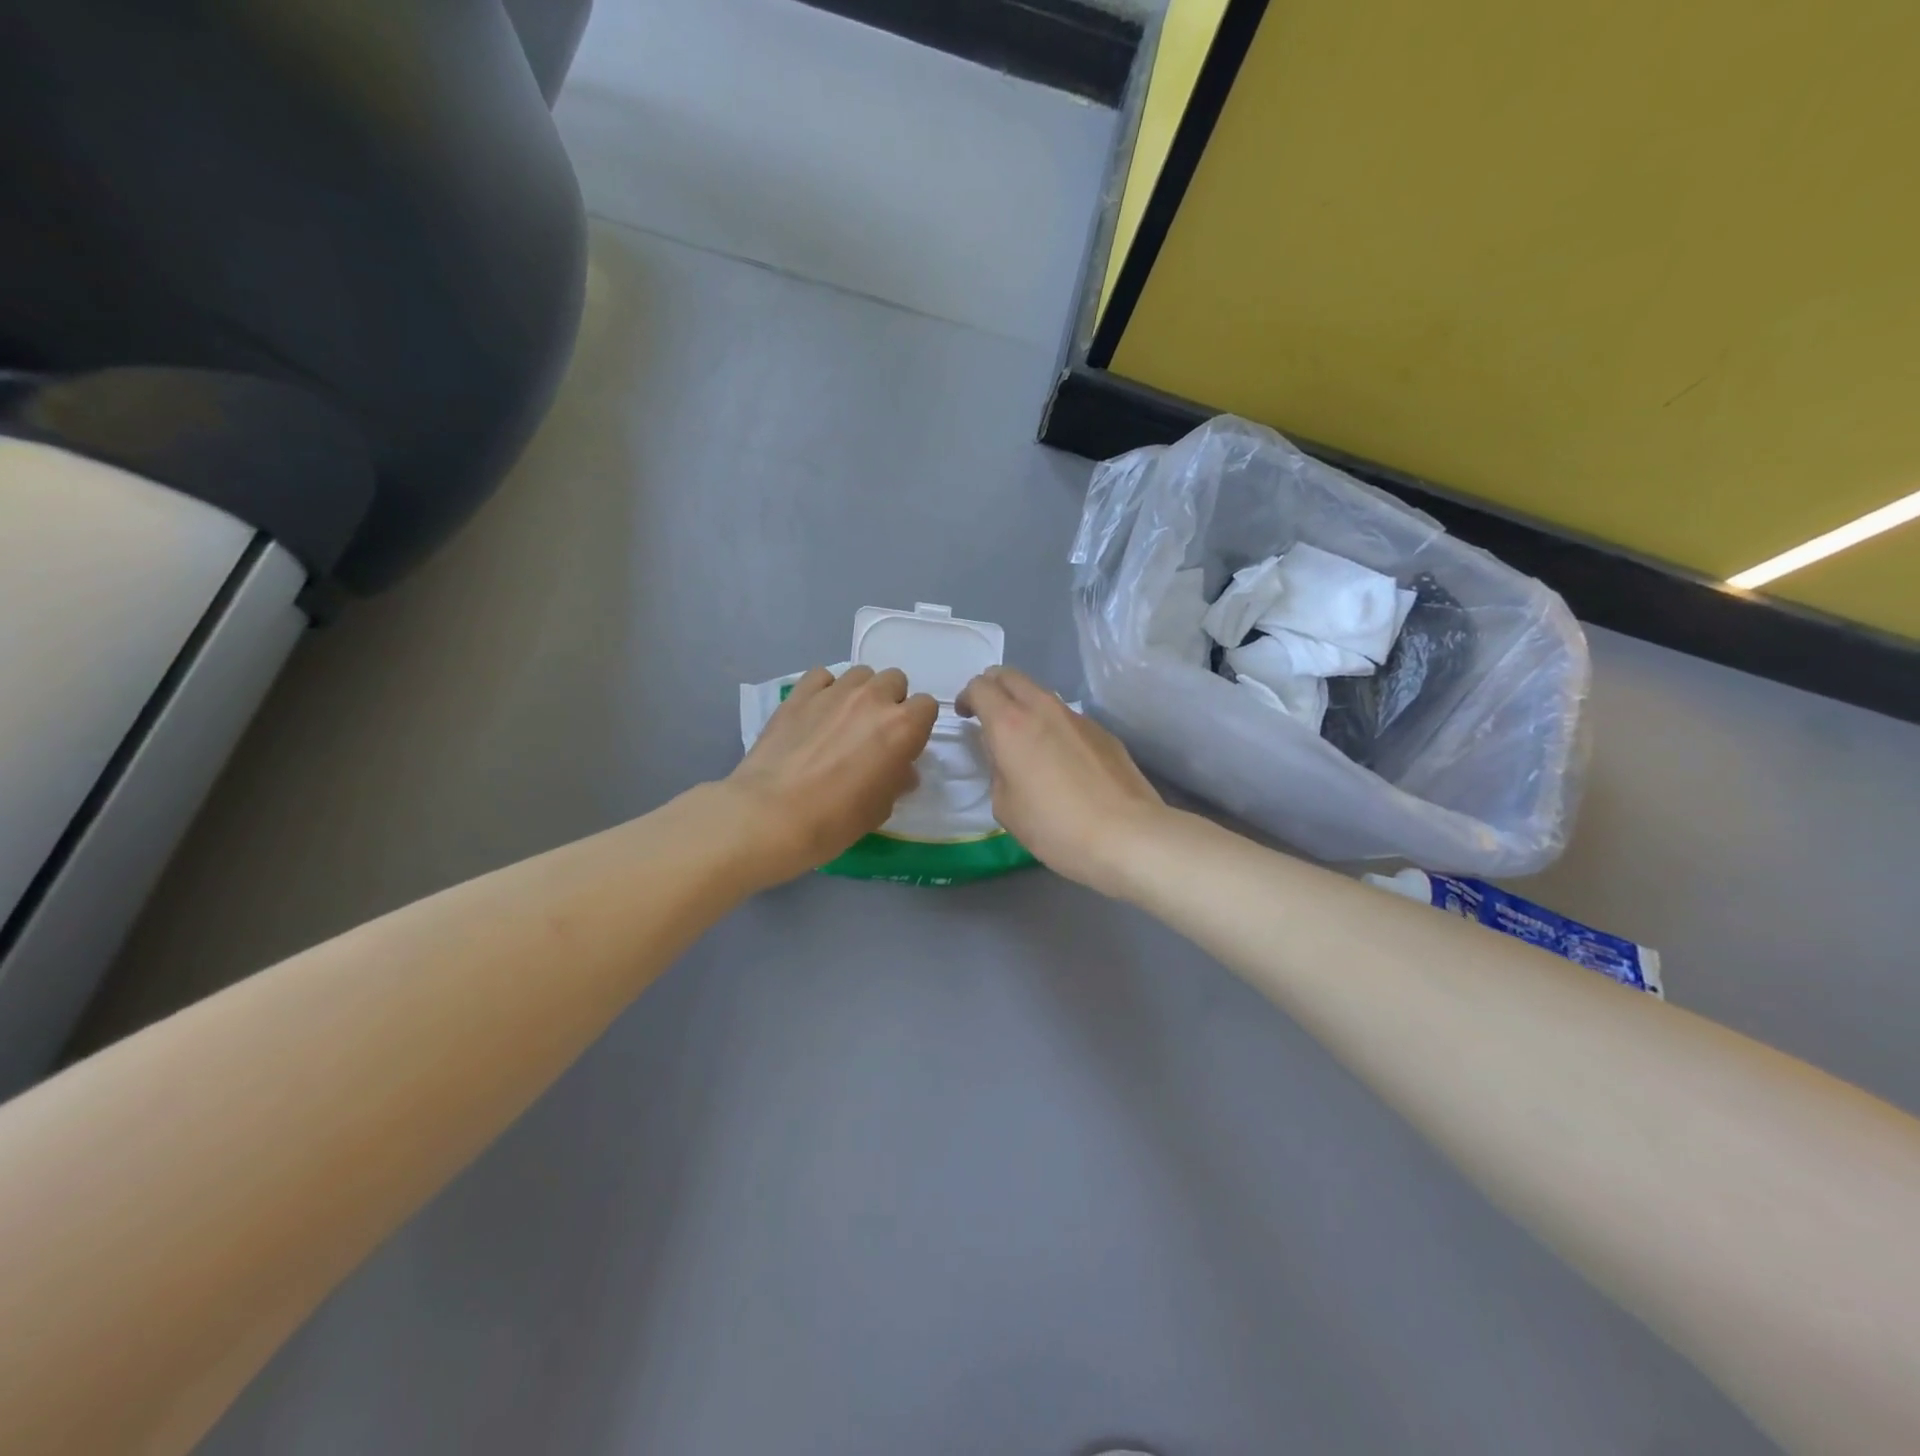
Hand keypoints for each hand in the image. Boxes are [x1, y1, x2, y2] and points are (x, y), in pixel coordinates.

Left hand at [724, 665, 937, 885]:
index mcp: (903, 727)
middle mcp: (873, 699)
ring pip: (860, 674)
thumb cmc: (837, 819)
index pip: (927, 706)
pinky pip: (823, 676)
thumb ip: (897, 779)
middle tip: (874, 732)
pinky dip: (826, 689)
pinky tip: (817, 712)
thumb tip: (901, 769)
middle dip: (890, 701)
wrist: (773, 815)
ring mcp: (834, 691)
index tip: (904, 745)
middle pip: (895, 680)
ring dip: (860, 692)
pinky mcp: (800, 693)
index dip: (917, 725)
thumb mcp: (882, 807)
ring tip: (844, 719)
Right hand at [956, 666, 1167, 896]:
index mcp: (1010, 723)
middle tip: (988, 715)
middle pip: (1010, 675)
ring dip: (1024, 705)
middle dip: (993, 687)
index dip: (967, 698)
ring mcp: (1078, 717)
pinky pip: (1067, 717)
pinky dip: (1053, 725)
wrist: (1127, 835)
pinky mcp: (1103, 732)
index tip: (965, 717)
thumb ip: (997, 770)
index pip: (980, 686)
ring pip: (1041, 694)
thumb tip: (1006, 756)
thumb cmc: (1055, 826)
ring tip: (1024, 740)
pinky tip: (1060, 761)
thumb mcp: (1005, 806)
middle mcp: (1043, 708)